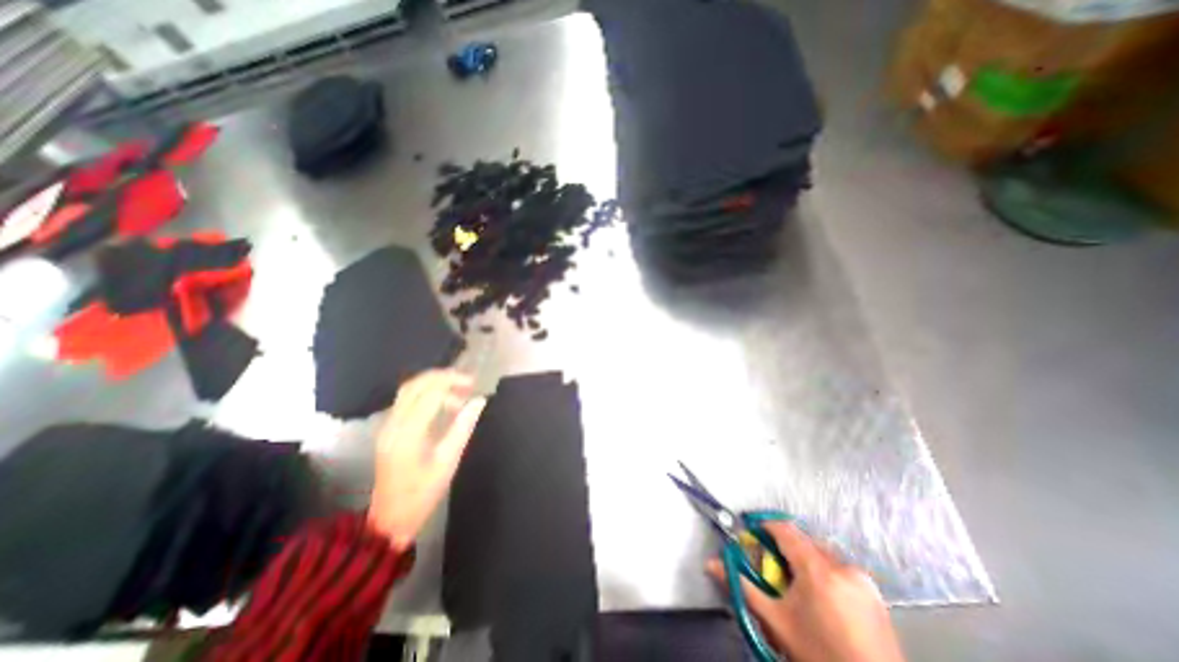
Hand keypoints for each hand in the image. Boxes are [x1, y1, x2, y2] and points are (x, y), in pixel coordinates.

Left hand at [365, 370, 483, 549]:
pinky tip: (442, 401)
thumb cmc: (422, 493)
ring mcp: (387, 426)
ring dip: (433, 383)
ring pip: (408, 390)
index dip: (453, 383)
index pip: (430, 394)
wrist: (389, 519)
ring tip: (458, 389)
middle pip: (415, 385)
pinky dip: (425, 393)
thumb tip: (479, 401)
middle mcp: (393, 424)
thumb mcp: (448, 462)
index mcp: (408, 433)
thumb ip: (463, 427)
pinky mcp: (388, 430)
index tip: (474, 384)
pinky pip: (405, 400)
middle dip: (442, 377)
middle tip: (466, 381)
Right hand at [703, 523, 905, 661]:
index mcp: (817, 570)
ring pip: (823, 551)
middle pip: (803, 539)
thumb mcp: (776, 622)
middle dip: (784, 545)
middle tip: (772, 566)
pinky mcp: (875, 593)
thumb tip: (712, 564)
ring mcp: (862, 579)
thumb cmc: (819, 655)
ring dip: (805, 557)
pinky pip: (841, 567)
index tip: (752, 535)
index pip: (784, 529)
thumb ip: (743, 587)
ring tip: (797, 584)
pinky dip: (825, 570)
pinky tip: (821, 596)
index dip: (764, 526)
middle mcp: (842, 566)